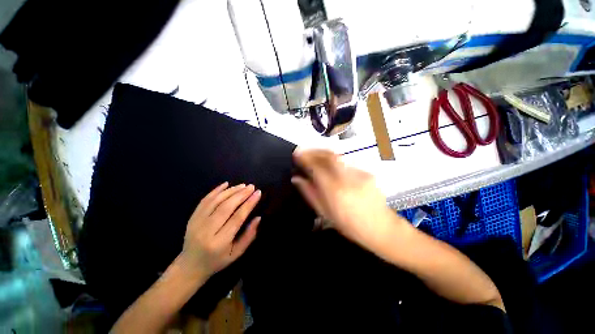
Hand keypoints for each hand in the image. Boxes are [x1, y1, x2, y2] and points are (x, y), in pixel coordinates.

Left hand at [180, 182, 261, 277]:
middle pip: (226, 207)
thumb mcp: (236, 254)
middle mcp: (207, 231)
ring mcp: (197, 222)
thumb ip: (249, 236)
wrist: (189, 266)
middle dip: (241, 194)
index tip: (258, 193)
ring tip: (243, 185)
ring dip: (231, 191)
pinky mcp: (192, 217)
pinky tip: (226, 184)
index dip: (249, 204)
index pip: (237, 218)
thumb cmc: (217, 261)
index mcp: (220, 242)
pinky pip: (205, 200)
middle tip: (251, 187)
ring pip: (215, 201)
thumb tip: (258, 217)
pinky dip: (216, 190)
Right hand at [291, 150, 402, 251]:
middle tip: (304, 151)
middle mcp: (347, 178)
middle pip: (329, 155)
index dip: (305, 158)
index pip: (316, 167)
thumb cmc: (349, 225)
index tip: (297, 154)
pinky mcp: (366, 172)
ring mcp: (359, 173)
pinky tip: (330, 166)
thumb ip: (310, 193)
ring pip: (338, 156)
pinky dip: (334, 161)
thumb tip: (297, 179)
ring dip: (323, 154)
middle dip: (314, 150)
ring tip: (314, 156)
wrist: (381, 227)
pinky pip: (346, 163)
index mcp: (334, 190)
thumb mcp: (325, 212)